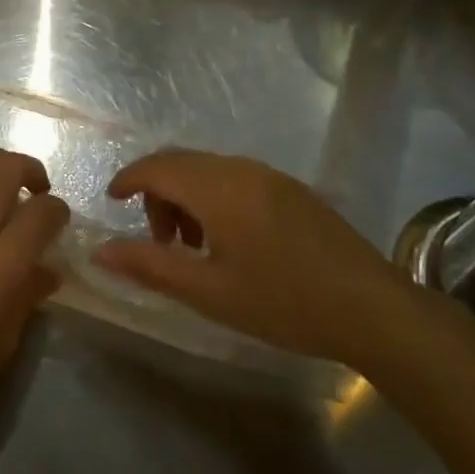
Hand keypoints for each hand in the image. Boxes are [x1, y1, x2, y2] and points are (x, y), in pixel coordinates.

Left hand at [0, 148, 69, 441]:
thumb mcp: (4, 341)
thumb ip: (28, 295)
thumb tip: (49, 269)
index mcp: (4, 263)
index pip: (43, 213)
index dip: (59, 210)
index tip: (58, 218)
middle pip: (8, 170)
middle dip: (30, 171)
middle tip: (35, 189)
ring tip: (1, 175)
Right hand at [92, 150, 420, 369]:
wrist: (375, 310)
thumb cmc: (284, 302)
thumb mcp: (209, 291)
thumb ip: (150, 265)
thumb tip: (99, 251)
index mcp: (216, 187)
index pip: (155, 167)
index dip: (127, 180)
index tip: (112, 202)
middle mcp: (239, 168)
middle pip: (179, 163)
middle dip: (157, 193)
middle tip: (159, 242)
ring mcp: (269, 175)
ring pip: (207, 169)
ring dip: (186, 198)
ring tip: (194, 248)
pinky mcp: (291, 188)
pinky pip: (234, 177)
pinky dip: (213, 197)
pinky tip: (230, 242)